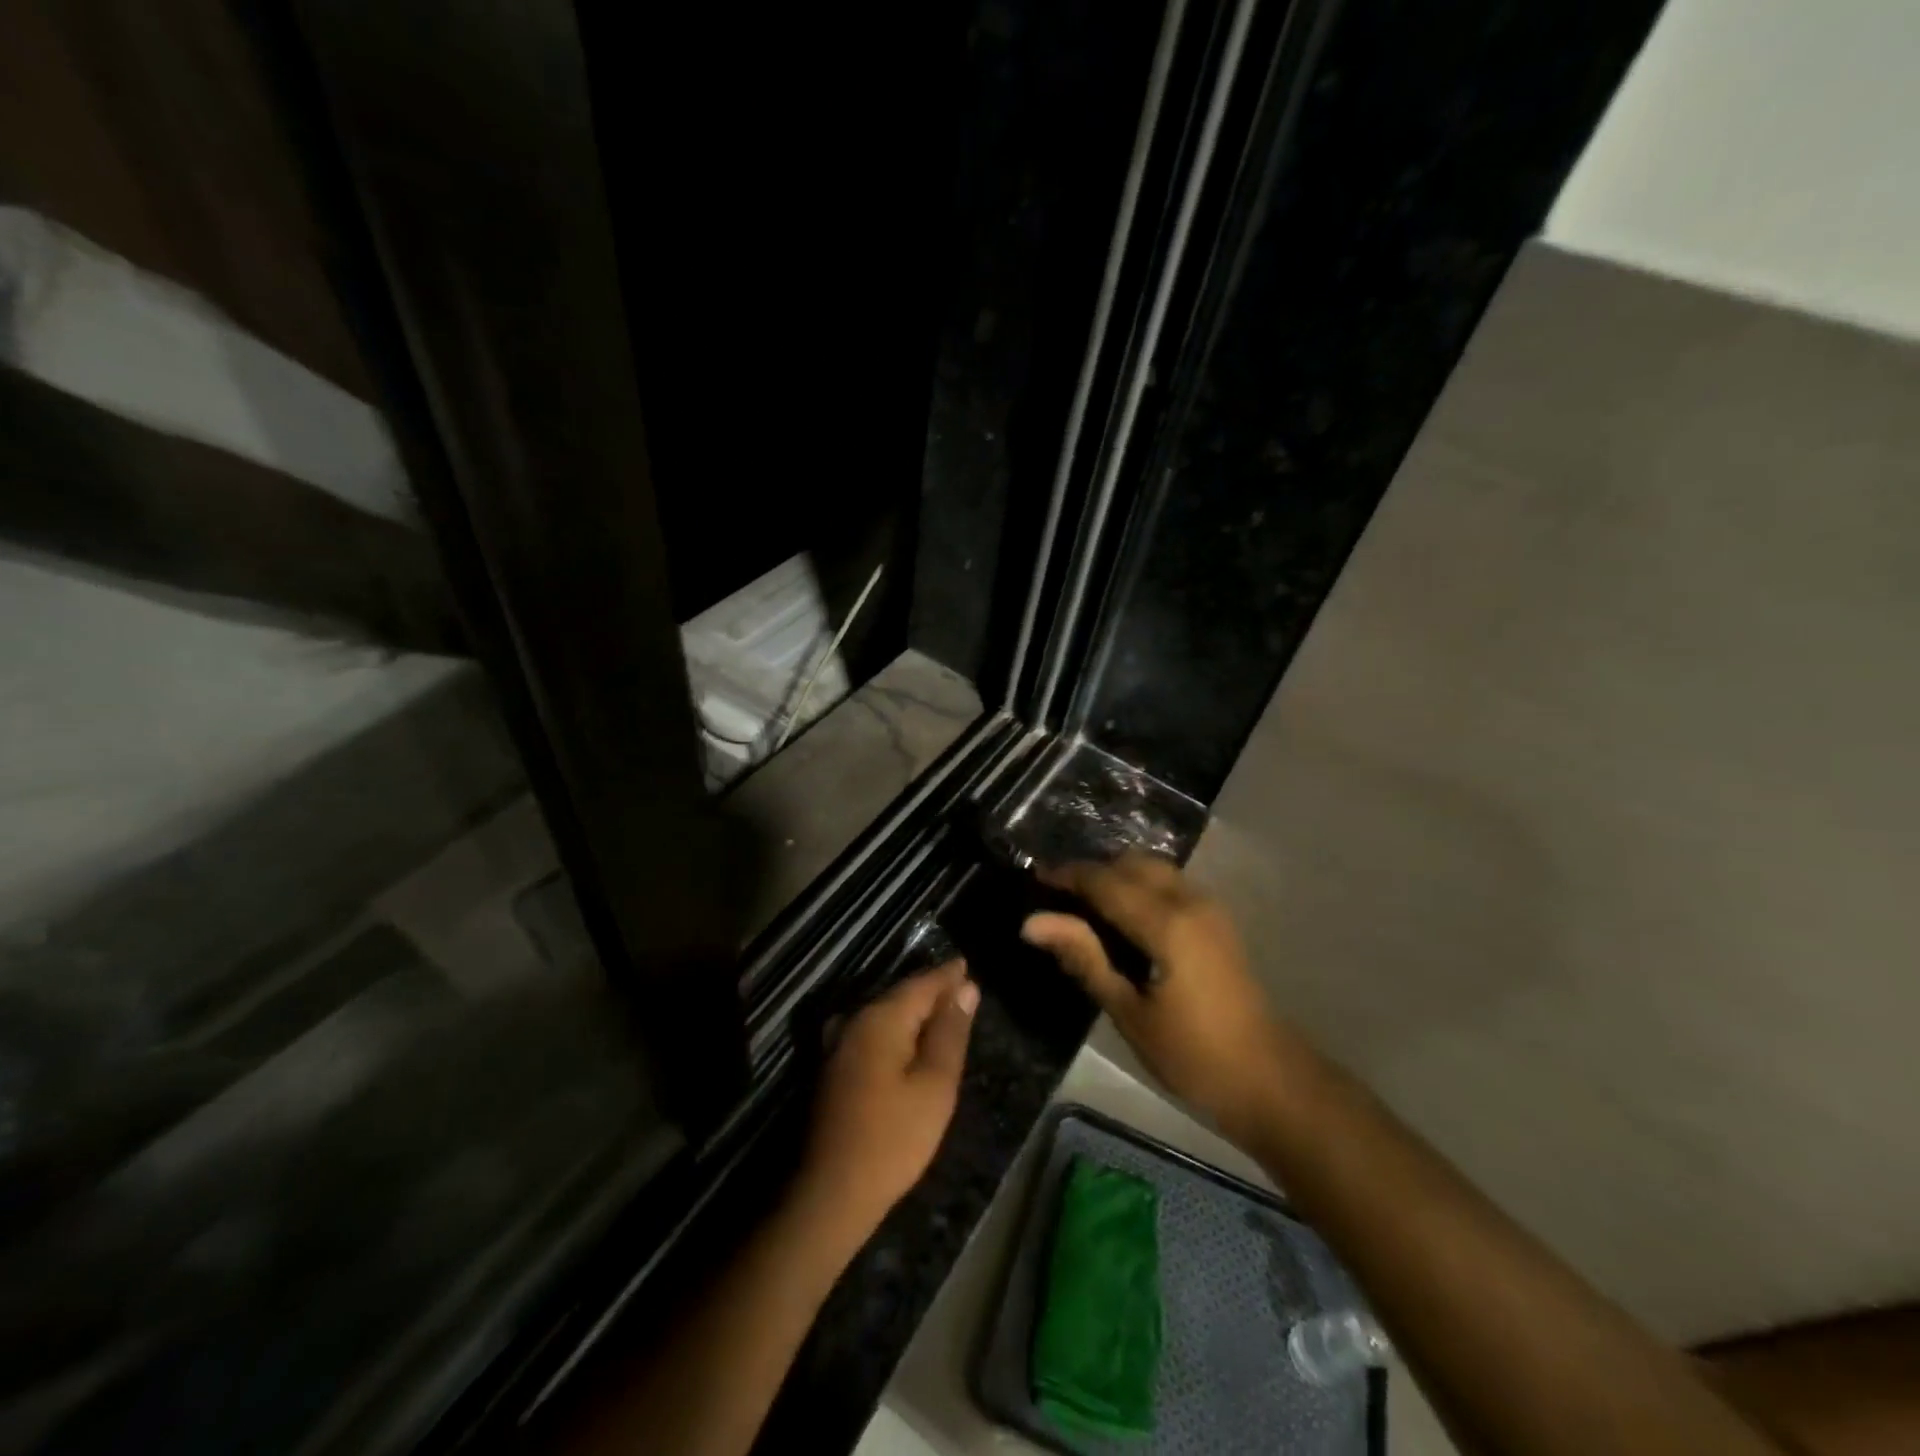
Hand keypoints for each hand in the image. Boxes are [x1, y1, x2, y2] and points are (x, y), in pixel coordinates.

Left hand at [796, 960, 978, 1239]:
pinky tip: (910, 1042)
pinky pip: (873, 1032)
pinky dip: (897, 1030)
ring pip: (885, 1014)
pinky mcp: (835, 1067)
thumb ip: (950, 1033)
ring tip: (943, 1012)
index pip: (922, 983)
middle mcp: (855, 1020)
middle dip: (931, 990)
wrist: (832, 1192)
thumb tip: (966, 988)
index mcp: (880, 1018)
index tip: (968, 965)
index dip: (948, 975)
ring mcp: (840, 1043)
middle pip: (901, 995)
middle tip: (963, 988)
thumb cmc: (893, 1138)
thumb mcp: (935, 1085)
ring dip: (914, 1011)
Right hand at [1022, 855, 1290, 1139]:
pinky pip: (1170, 884)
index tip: (1034, 880)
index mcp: (1167, 923)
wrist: (1271, 1081)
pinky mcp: (1218, 921)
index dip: (1067, 876)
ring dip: (1118, 876)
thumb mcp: (1129, 1012)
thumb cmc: (1194, 1056)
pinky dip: (1140, 886)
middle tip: (1058, 898)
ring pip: (1153, 869)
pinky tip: (1123, 918)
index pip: (1105, 881)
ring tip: (1086, 908)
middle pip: (1131, 863)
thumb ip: (1084, 958)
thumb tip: (1033, 923)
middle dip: (1093, 872)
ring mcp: (1210, 908)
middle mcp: (1190, 901)